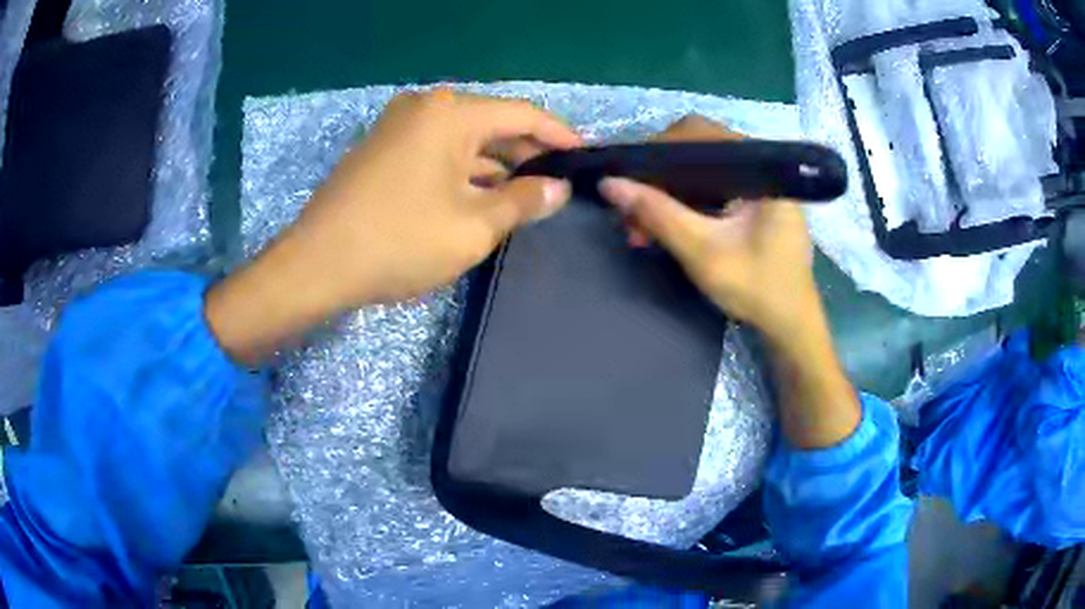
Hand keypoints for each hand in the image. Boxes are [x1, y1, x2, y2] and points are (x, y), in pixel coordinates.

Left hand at [206, 90, 580, 363]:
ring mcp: (399, 126)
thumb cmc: (399, 242)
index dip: (560, 135)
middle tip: (559, 182)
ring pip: (464, 138)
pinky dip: (464, 169)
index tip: (586, 156)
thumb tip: (556, 188)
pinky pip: (438, 150)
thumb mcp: (473, 225)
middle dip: (528, 152)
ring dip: (496, 163)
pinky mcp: (383, 148)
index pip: (522, 114)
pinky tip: (485, 193)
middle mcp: (424, 106)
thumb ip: (523, 201)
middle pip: (491, 122)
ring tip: (530, 192)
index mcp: (450, 113)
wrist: (316, 264)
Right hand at [601, 116, 857, 448]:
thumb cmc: (757, 288)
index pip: (700, 133)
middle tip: (630, 207)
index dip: (658, 148)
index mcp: (760, 167)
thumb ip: (658, 214)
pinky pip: (710, 192)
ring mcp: (758, 186)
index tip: (628, 175)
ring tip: (639, 227)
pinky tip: (663, 229)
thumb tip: (609, 183)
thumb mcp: (703, 251)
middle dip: (658, 178)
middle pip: (697, 152)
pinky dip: (683, 206)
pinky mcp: (753, 205)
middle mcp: (759, 167)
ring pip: (700, 174)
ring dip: (667, 196)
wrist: (791, 327)